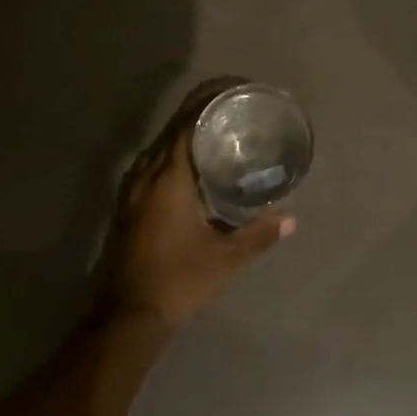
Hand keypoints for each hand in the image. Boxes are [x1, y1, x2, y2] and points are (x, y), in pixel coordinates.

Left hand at [102, 126, 293, 330]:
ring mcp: (131, 193)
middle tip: (228, 112)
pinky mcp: (126, 209)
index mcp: (168, 177)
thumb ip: (257, 234)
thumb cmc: (178, 280)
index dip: (205, 106)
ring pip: (157, 150)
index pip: (185, 125)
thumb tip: (290, 219)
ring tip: (211, 135)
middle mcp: (146, 176)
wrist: (126, 320)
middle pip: (170, 132)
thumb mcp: (224, 258)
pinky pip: (149, 167)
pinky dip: (168, 158)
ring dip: (180, 137)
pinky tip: (187, 170)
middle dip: (196, 117)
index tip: (229, 95)